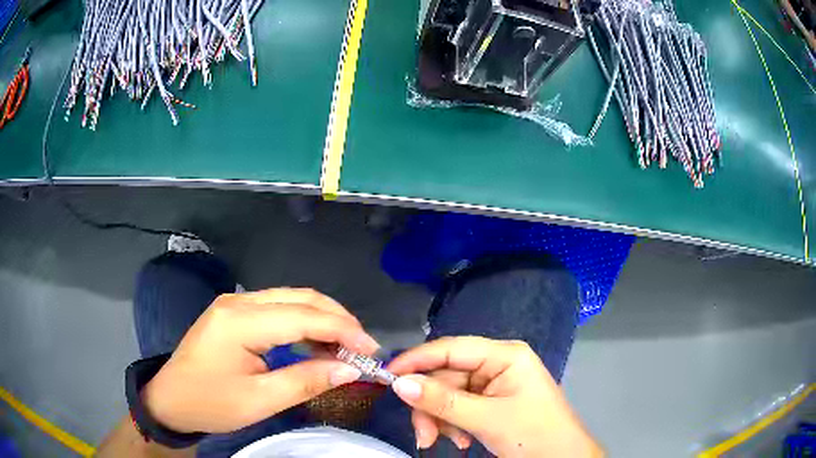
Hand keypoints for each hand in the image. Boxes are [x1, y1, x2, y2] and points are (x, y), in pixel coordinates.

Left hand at [142, 288, 379, 433]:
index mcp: (240, 321)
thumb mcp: (259, 400)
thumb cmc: (210, 403)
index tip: (371, 351)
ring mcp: (235, 304)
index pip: (303, 316)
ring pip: (291, 300)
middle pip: (300, 298)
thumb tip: (349, 370)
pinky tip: (316, 342)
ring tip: (346, 346)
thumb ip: (306, 380)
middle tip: (363, 348)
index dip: (343, 330)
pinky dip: (303, 323)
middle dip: (337, 319)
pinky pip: (278, 309)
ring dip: (322, 319)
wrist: (170, 400)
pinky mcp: (234, 314)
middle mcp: (239, 302)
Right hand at [387, 336, 602, 456]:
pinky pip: (458, 408)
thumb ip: (442, 401)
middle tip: (423, 435)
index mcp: (505, 355)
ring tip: (442, 442)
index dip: (418, 359)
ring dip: (440, 420)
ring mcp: (493, 385)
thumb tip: (399, 384)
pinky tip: (461, 441)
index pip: (452, 348)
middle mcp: (497, 364)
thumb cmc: (534, 434)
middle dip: (431, 406)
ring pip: (448, 395)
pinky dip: (451, 425)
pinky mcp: (490, 403)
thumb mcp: (486, 419)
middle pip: (446, 376)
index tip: (387, 374)